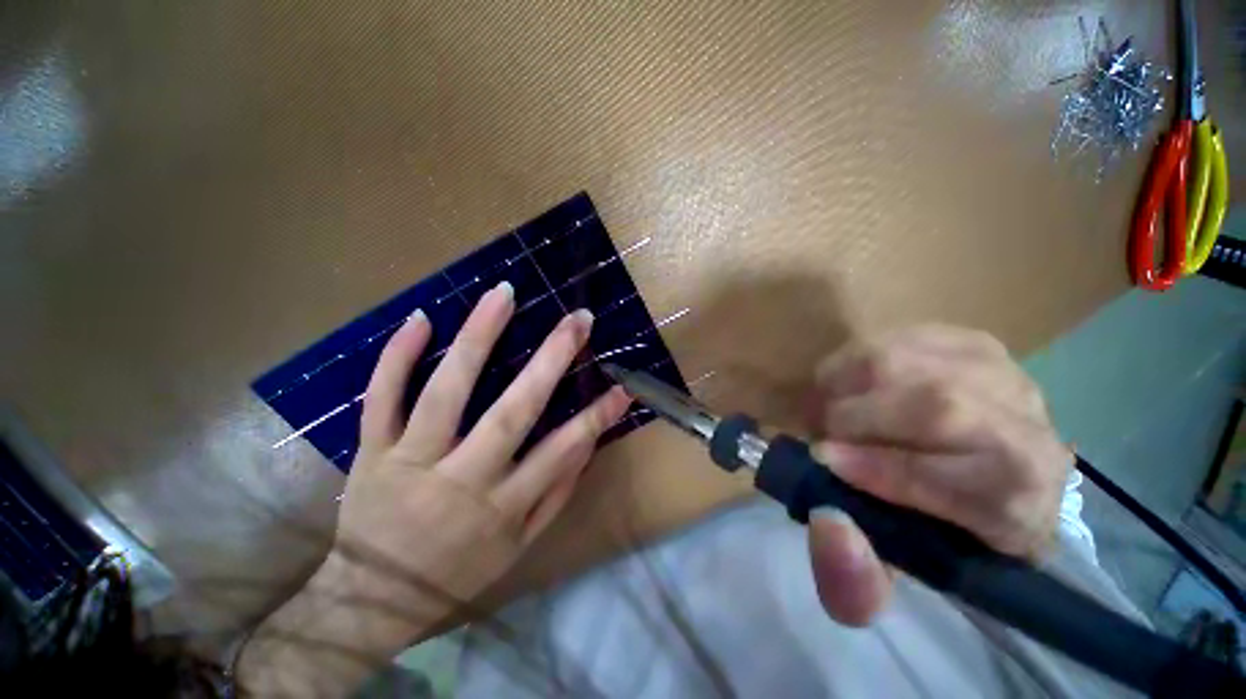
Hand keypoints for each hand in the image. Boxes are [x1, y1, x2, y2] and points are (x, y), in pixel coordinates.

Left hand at [238, 282, 630, 694]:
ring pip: (447, 393)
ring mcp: (412, 460)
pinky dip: (398, 358)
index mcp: (501, 510)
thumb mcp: (512, 553)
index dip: (593, 418)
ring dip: (477, 340)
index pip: (559, 454)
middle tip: (576, 320)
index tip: (619, 386)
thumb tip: (582, 451)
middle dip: (549, 362)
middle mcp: (461, 479)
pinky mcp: (373, 451)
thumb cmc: (450, 575)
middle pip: (511, 413)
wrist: (379, 593)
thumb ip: (548, 504)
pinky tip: (421, 319)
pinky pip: (382, 398)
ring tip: (503, 296)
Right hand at [804, 325, 1069, 626]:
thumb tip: (826, 522)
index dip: (875, 468)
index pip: (944, 480)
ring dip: (860, 375)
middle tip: (818, 432)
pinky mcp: (990, 347)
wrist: (1024, 496)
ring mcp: (1011, 380)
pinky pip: (922, 336)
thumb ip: (862, 583)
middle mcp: (1027, 435)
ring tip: (829, 401)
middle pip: (938, 406)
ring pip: (926, 361)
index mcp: (1014, 509)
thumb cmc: (967, 551)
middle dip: (859, 414)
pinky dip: (878, 352)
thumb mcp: (914, 588)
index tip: (822, 463)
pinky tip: (859, 377)